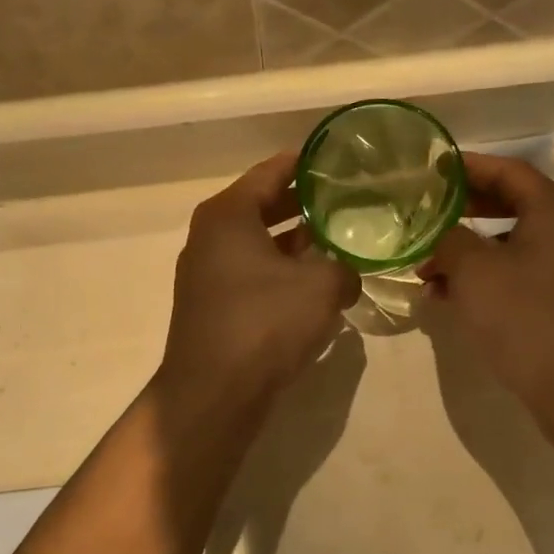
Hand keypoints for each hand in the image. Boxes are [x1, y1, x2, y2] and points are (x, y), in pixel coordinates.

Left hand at [157, 153, 358, 415]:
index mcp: (228, 215)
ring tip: (338, 241)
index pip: (272, 172)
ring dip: (296, 245)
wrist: (214, 393)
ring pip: (259, 246)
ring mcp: (207, 276)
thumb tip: (346, 275)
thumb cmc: (265, 323)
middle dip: (305, 205)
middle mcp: (210, 237)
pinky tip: (314, 287)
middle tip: (347, 200)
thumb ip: (344, 269)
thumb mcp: (321, 287)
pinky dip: (281, 275)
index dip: (307, 163)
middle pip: (263, 207)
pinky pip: (253, 278)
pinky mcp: (213, 309)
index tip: (338, 159)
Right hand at [421, 153, 553, 427]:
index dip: (468, 167)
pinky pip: (524, 269)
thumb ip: (449, 239)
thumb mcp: (473, 272)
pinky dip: (490, 274)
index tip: (433, 169)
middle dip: (463, 214)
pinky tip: (453, 296)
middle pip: (511, 205)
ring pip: (513, 242)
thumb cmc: (522, 317)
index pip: (508, 171)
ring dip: (470, 251)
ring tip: (429, 269)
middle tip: (427, 216)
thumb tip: (441, 233)